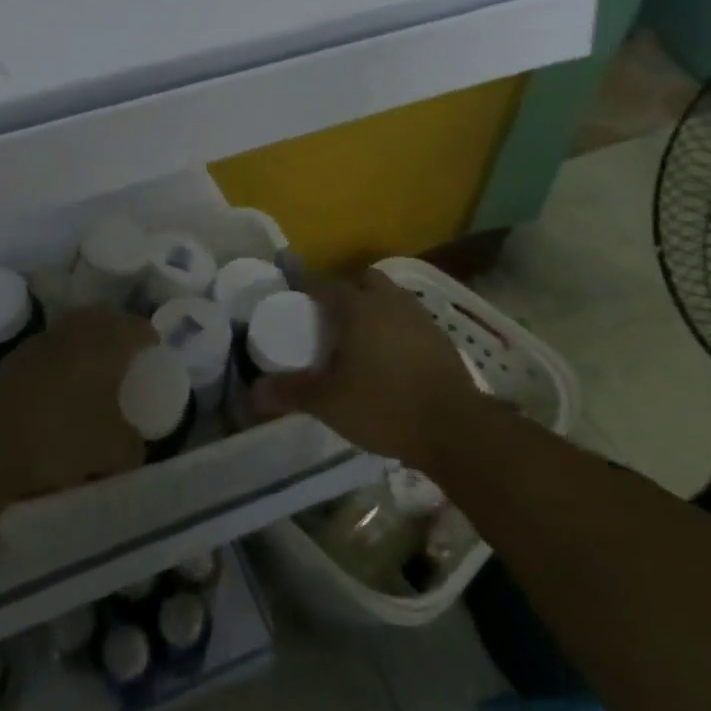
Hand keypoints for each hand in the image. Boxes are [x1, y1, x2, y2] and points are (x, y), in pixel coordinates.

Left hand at [0, 307, 153, 498]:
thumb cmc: (62, 436)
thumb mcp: (112, 452)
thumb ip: (132, 446)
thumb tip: (135, 445)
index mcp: (108, 343)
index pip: (139, 328)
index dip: (150, 339)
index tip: (155, 355)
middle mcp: (78, 331)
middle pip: (106, 319)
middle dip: (119, 332)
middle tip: (128, 356)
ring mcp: (44, 339)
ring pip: (76, 329)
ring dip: (89, 342)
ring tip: (96, 369)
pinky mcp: (18, 355)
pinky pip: (53, 345)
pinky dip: (64, 356)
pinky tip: (63, 383)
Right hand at [253, 270, 483, 468]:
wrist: (457, 430)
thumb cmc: (385, 406)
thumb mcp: (329, 403)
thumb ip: (291, 393)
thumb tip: (254, 391)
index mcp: (359, 307)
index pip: (324, 284)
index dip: (306, 289)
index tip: (292, 302)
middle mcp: (390, 302)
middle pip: (363, 280)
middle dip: (345, 291)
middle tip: (329, 319)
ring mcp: (420, 318)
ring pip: (390, 298)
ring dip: (373, 307)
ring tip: (358, 337)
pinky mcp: (441, 339)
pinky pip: (409, 320)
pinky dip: (395, 328)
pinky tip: (389, 357)